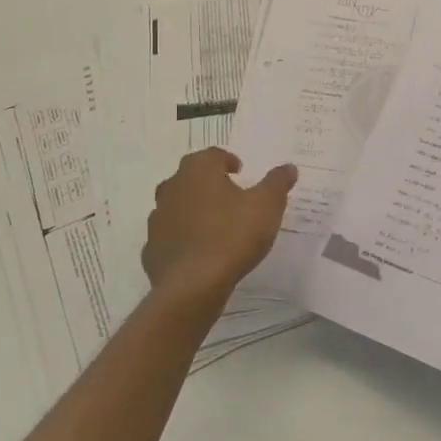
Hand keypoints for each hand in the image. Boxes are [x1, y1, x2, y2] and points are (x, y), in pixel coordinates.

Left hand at [142, 149, 297, 310]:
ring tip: (216, 225)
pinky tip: (200, 251)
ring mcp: (158, 218)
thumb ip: (277, 183)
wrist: (191, 286)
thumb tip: (288, 167)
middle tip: (230, 196)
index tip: (240, 172)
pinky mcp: (152, 248)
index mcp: (198, 170)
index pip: (213, 155)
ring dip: (194, 210)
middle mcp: (173, 187)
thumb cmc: (232, 235)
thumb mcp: (267, 205)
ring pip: (177, 206)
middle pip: (191, 177)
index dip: (228, 161)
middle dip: (209, 183)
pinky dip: (183, 238)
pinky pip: (170, 236)